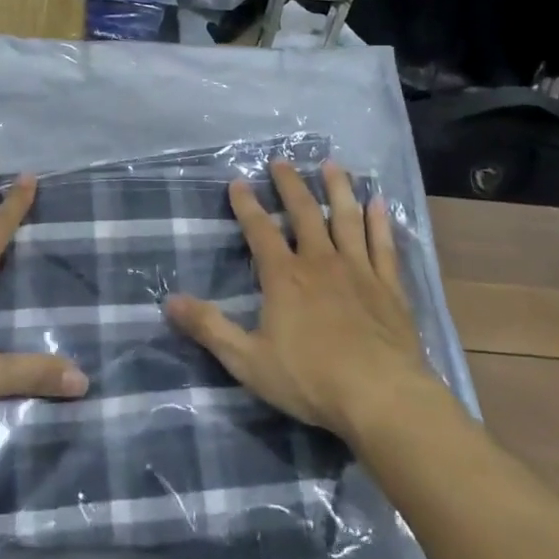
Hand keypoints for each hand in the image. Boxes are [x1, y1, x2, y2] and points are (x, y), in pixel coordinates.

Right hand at [165, 159, 429, 441]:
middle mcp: (320, 262)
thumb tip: (169, 301)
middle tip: (282, 161)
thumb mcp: (248, 360)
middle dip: (290, 185)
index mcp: (284, 277)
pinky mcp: (389, 286)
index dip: (247, 205)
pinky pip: (384, 245)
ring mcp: (358, 270)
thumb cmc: (311, 379)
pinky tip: (379, 202)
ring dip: (338, 189)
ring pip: (347, 218)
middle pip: (304, 213)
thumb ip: (209, 328)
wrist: (382, 397)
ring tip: (333, 165)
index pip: (260, 231)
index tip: (238, 181)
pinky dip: (380, 221)